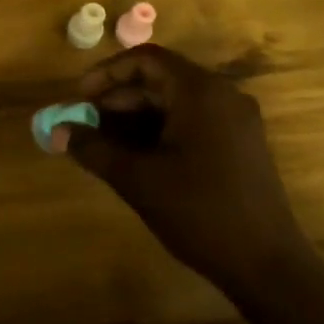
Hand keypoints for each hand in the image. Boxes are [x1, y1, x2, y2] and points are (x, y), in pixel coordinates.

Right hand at [62, 45, 305, 288]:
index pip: (146, 59)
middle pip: (161, 79)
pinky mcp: (241, 144)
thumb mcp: (138, 179)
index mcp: (200, 92)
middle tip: (87, 125)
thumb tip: (56, 131)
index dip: (107, 73)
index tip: (80, 98)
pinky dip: (162, 130)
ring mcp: (236, 120)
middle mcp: (222, 95)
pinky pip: (194, 120)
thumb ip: (93, 149)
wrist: (267, 265)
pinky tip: (139, 158)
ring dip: (138, 117)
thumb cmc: (199, 213)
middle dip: (119, 99)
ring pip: (176, 102)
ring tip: (106, 145)